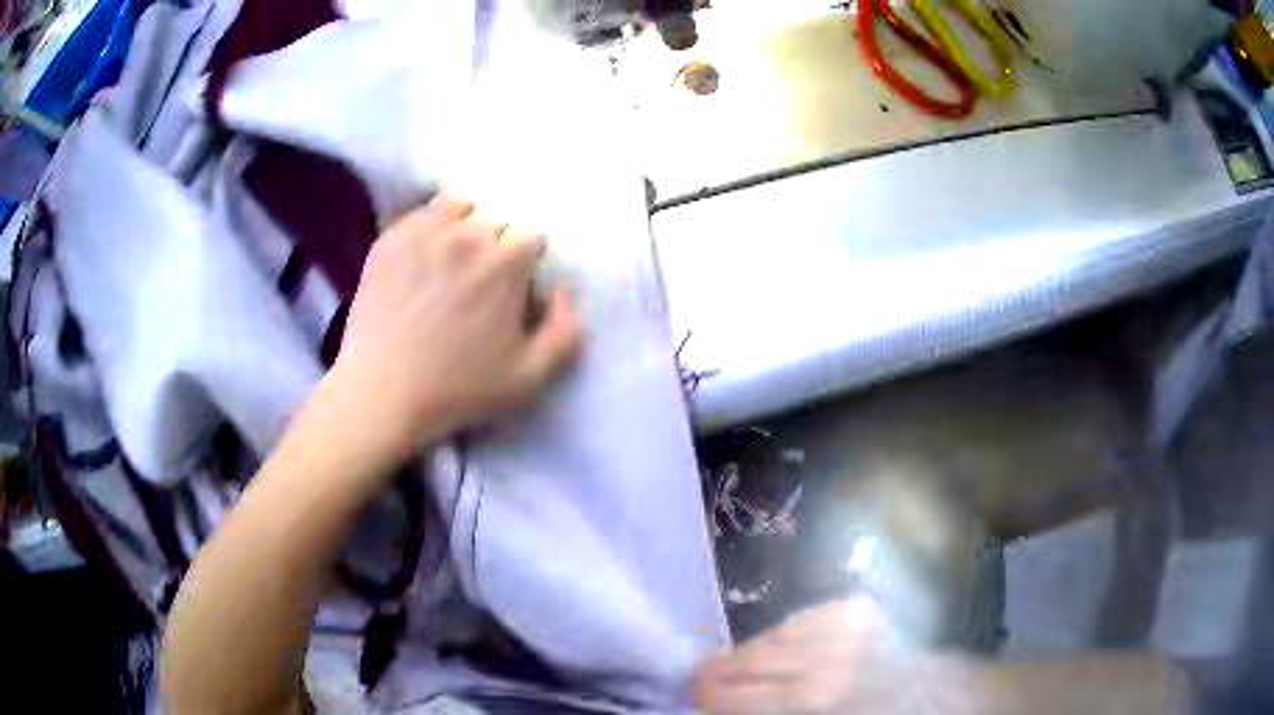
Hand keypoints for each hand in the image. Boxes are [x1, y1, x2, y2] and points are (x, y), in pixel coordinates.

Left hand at [332, 193, 581, 453]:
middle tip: (482, 279)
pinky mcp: (390, 239)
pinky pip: (421, 214)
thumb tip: (563, 291)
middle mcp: (468, 235)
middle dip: (498, 244)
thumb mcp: (529, 378)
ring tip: (453, 256)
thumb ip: (565, 332)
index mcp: (505, 264)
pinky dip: (429, 226)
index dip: (527, 264)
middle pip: (498, 220)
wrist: (382, 394)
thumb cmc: (457, 390)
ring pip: (459, 207)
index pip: (532, 238)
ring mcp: (424, 233)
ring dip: (465, 225)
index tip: (515, 288)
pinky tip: (423, 256)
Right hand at [694, 598, 967, 714]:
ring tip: (739, 665)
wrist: (923, 694)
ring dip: (751, 652)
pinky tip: (779, 647)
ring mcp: (844, 623)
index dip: (711, 695)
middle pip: (751, 658)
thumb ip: (762, 710)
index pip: (737, 691)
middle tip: (703, 680)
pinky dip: (783, 635)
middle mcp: (827, 654)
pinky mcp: (856, 608)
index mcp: (815, 696)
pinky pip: (800, 619)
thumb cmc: (863, 714)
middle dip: (723, 672)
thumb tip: (719, 701)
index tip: (695, 696)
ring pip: (773, 635)